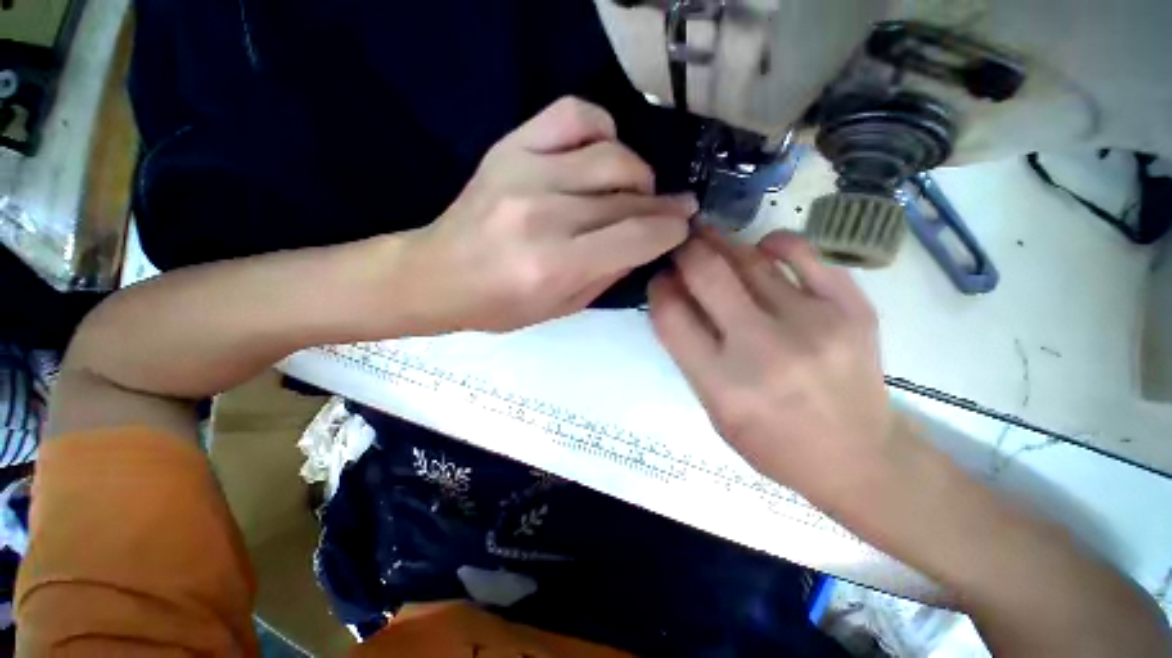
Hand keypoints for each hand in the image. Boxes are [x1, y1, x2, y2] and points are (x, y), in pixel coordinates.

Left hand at [401, 97, 694, 333]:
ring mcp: (525, 172)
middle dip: (661, 206)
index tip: (682, 227)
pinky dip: (602, 128)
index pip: (637, 237)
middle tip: (672, 210)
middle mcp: (544, 214)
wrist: (439, 275)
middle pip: (627, 197)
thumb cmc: (502, 305)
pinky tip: (602, 153)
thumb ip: (610, 274)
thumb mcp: (563, 308)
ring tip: (635, 190)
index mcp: (555, 265)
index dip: (670, 230)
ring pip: (611, 156)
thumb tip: (648, 240)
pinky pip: (573, 115)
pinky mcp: (510, 147)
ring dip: (637, 174)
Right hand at [648, 229, 894, 506]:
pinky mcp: (852, 309)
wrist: (858, 457)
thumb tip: (675, 294)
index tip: (661, 279)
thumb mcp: (713, 408)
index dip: (658, 288)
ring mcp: (813, 324)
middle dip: (685, 251)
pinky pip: (805, 253)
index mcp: (722, 384)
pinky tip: (762, 247)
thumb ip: (690, 351)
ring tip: (711, 241)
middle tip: (680, 245)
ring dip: (721, 244)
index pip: (670, 315)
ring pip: (750, 259)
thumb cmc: (772, 441)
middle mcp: (764, 349)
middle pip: (707, 274)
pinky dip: (775, 243)